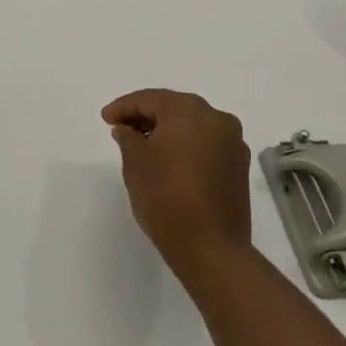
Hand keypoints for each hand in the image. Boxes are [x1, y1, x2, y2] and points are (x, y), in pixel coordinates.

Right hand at [101, 89, 251, 279]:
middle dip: (147, 116)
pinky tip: (170, 160)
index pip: (150, 99)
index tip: (106, 118)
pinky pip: (207, 144)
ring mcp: (233, 142)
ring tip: (144, 145)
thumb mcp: (135, 163)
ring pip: (193, 125)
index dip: (124, 107)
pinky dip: (187, 145)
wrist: (210, 246)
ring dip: (168, 130)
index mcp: (188, 111)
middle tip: (122, 128)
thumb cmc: (165, 197)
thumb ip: (128, 137)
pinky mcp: (239, 166)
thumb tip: (127, 129)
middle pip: (175, 108)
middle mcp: (216, 118)